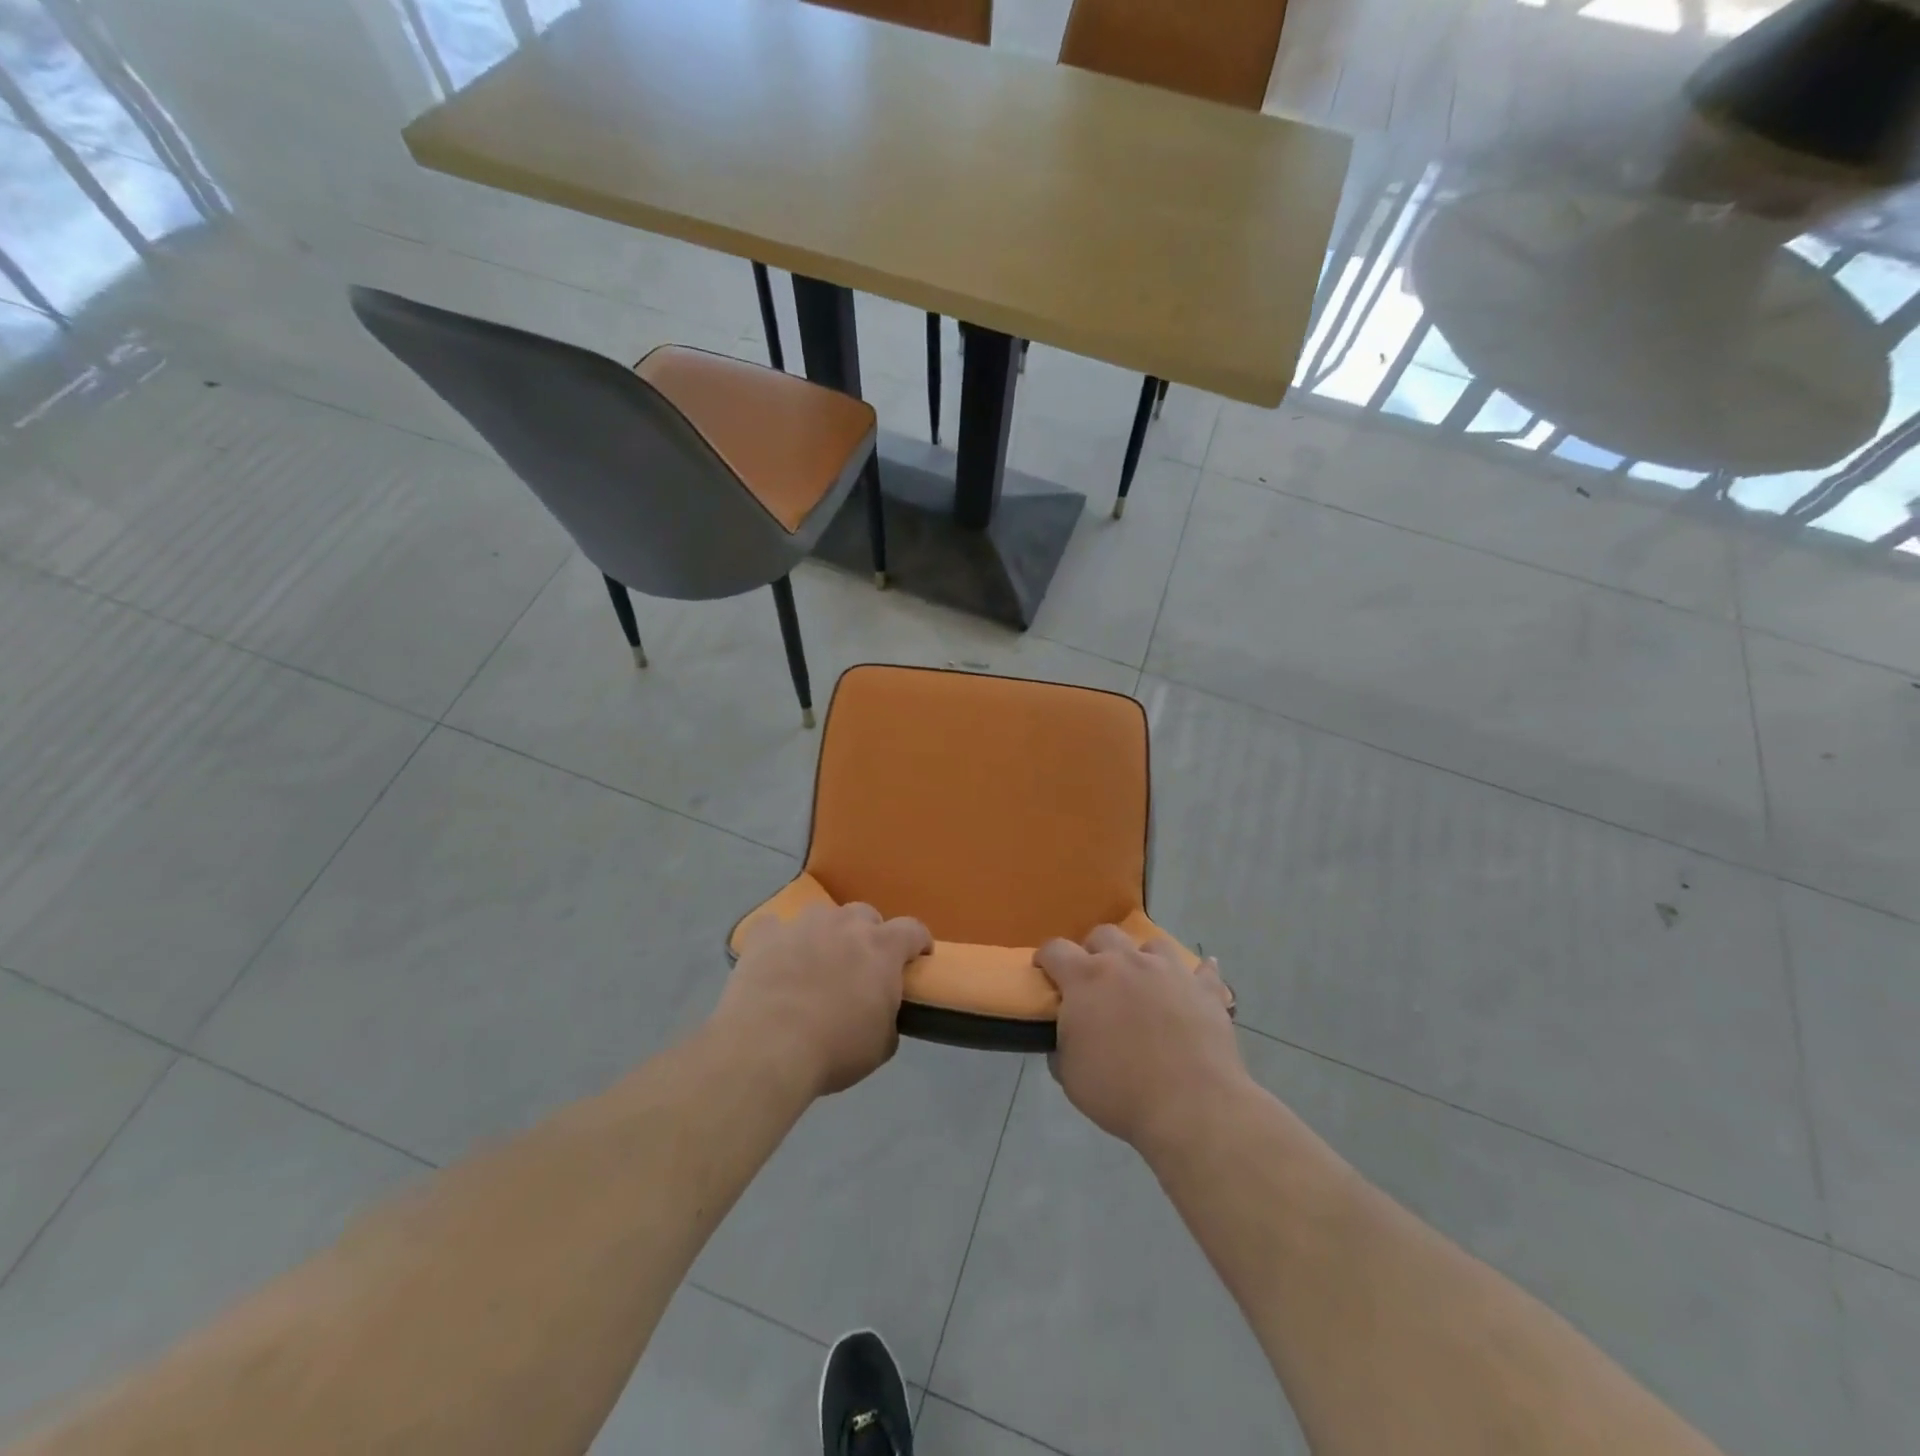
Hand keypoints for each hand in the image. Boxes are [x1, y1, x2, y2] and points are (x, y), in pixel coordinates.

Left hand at [717, 903, 931, 1096]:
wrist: (767, 1048)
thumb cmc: (835, 1049)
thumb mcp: (881, 1046)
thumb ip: (888, 1017)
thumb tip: (881, 1012)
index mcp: (882, 948)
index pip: (913, 929)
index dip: (918, 941)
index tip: (917, 957)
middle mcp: (845, 925)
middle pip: (865, 915)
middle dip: (868, 935)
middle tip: (861, 965)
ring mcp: (802, 925)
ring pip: (822, 916)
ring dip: (826, 934)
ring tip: (816, 963)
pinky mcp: (765, 935)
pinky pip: (775, 927)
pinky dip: (779, 941)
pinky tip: (775, 961)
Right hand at [1035, 926, 1243, 1153]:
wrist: (1191, 1106)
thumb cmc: (1120, 1091)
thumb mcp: (1070, 1075)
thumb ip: (1062, 1045)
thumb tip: (1067, 1035)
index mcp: (1086, 978)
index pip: (1055, 949)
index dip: (1046, 958)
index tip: (1044, 972)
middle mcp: (1127, 962)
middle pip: (1103, 934)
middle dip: (1093, 951)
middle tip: (1094, 980)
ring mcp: (1169, 971)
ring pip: (1152, 944)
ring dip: (1142, 958)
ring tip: (1144, 982)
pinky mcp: (1205, 989)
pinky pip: (1204, 970)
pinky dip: (1197, 974)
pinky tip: (1196, 982)